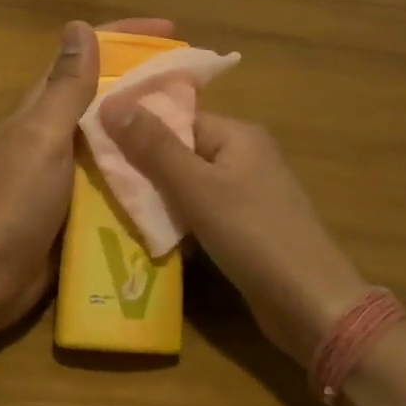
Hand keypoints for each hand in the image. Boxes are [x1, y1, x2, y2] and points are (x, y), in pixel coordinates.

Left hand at [0, 18, 174, 326]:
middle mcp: (56, 131)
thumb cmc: (17, 200)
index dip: (126, 38)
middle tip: (197, 84)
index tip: (171, 31)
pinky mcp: (80, 202)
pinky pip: (117, 175)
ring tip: (198, 125)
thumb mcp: (43, 136)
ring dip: (149, 126)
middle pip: (106, 94)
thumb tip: (79, 26)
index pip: (87, 57)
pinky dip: (142, 168)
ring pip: (115, 135)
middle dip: (147, 82)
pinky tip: (175, 172)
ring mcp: (68, 169)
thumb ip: (65, 87)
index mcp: (44, 108)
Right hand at [99, 105, 367, 367]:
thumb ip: (153, 146)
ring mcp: (247, 193)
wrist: (310, 304)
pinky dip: (177, 218)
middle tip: (99, 177)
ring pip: (187, 183)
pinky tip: (150, 232)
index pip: (176, 118)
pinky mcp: (245, 226)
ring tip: (115, 205)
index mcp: (238, 134)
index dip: (137, 127)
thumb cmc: (252, 234)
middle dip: (143, 165)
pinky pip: (200, 210)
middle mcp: (244, 156)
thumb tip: (110, 101)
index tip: (95, 141)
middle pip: (180, 149)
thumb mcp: (196, 187)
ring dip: (157, 196)